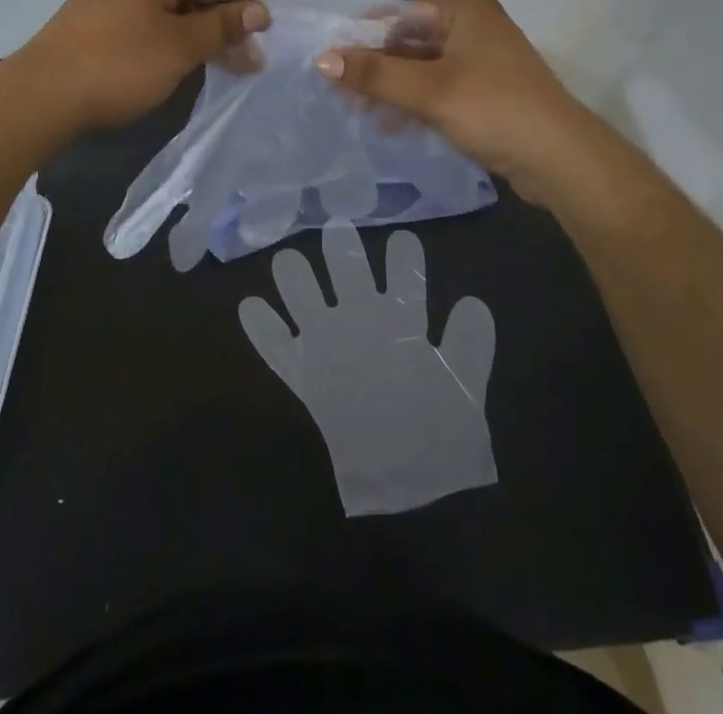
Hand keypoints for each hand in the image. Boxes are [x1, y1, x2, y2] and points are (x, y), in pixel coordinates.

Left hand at [12, 0, 270, 131]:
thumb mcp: (181, 45)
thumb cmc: (119, 63)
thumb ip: (223, 25)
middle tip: (249, 64)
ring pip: (173, 12)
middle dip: (222, 26)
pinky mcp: (101, 22)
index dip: (242, 6)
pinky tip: (187, 65)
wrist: (43, 98)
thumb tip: (258, 11)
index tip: (263, 40)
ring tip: (226, 68)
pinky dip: (172, 42)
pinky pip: (150, 24)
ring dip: (200, 38)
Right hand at [239, 221, 496, 515]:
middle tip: (338, 230)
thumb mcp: (464, 390)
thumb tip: (472, 301)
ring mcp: (331, 348)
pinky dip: (263, 331)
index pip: (403, 279)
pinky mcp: (307, 379)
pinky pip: (278, 351)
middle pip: (348, 275)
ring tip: (289, 261)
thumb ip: (470, 347)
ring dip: (297, 282)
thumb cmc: (442, 435)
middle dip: (343, 252)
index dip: (404, 258)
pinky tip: (250, 306)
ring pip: (307, 301)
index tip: (403, 240)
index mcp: (403, 323)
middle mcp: (363, 324)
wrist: (413, 491)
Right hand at [314, 0, 596, 203]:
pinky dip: (413, 103)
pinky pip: (437, 89)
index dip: (364, 34)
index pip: (400, 12)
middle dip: (375, 67)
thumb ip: (376, 74)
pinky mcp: (484, 93)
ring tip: (359, 113)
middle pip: (409, 40)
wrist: (562, 162)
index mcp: (466, 12)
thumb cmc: (495, 110)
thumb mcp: (430, 90)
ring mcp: (481, 63)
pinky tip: (390, 125)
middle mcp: (474, 29)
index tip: (331, 60)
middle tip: (340, 93)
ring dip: (391, 89)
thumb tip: (323, 59)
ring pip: (421, 68)